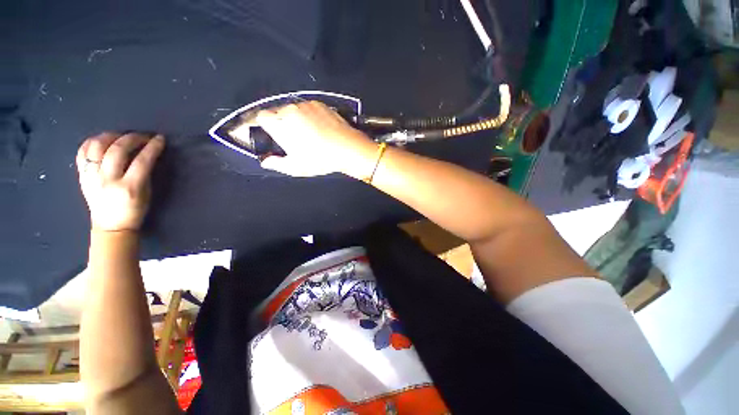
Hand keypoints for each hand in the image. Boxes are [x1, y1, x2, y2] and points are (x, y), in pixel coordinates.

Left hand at [76, 132, 164, 231]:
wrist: (111, 226)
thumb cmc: (134, 210)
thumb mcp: (146, 194)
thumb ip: (145, 173)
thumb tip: (147, 153)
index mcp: (129, 187)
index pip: (142, 161)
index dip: (152, 147)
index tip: (160, 139)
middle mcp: (107, 180)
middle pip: (117, 150)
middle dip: (132, 138)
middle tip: (143, 136)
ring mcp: (91, 177)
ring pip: (96, 146)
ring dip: (111, 136)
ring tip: (121, 136)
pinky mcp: (82, 175)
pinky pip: (82, 152)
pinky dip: (91, 142)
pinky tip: (102, 141)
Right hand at [255, 101, 376, 177]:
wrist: (348, 148)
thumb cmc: (320, 159)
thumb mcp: (297, 167)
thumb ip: (277, 164)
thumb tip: (266, 161)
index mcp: (280, 123)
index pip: (260, 117)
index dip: (261, 125)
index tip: (267, 133)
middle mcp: (291, 109)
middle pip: (277, 112)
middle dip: (279, 124)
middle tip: (290, 138)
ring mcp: (307, 105)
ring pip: (293, 109)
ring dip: (295, 119)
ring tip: (307, 134)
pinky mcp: (321, 104)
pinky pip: (308, 108)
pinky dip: (308, 116)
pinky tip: (318, 128)